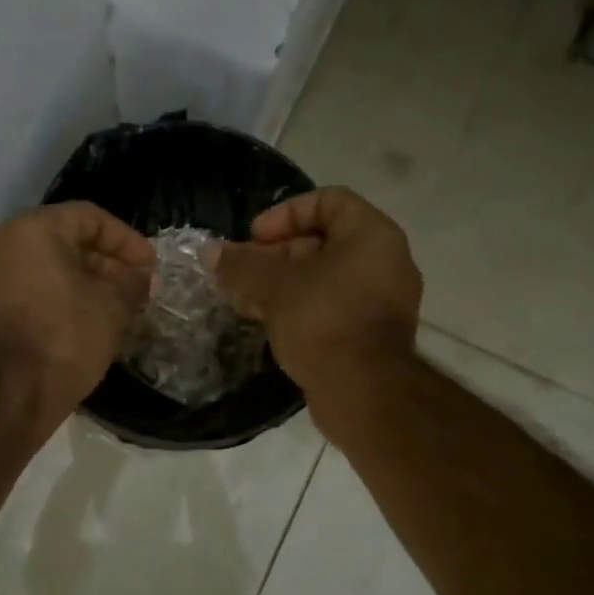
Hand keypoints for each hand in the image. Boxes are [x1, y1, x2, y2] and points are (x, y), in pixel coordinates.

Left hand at [0, 202, 154, 436]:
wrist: (5, 396)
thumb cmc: (63, 338)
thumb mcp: (112, 308)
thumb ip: (132, 283)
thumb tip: (142, 277)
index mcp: (30, 228)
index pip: (89, 218)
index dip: (126, 240)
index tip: (150, 267)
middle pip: (63, 239)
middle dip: (104, 262)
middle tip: (135, 288)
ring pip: (42, 265)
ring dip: (81, 280)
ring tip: (114, 306)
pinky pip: (24, 288)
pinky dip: (54, 296)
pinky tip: (82, 320)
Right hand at [215, 187, 422, 416]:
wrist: (365, 393)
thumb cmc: (323, 322)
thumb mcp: (273, 287)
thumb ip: (240, 265)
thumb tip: (209, 252)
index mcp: (371, 235)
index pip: (327, 201)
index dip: (285, 214)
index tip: (254, 238)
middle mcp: (385, 260)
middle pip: (322, 240)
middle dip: (274, 254)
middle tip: (241, 273)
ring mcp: (382, 299)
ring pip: (324, 276)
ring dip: (282, 283)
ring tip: (246, 300)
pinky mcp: (372, 332)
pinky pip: (333, 304)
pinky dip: (301, 306)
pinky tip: (268, 322)